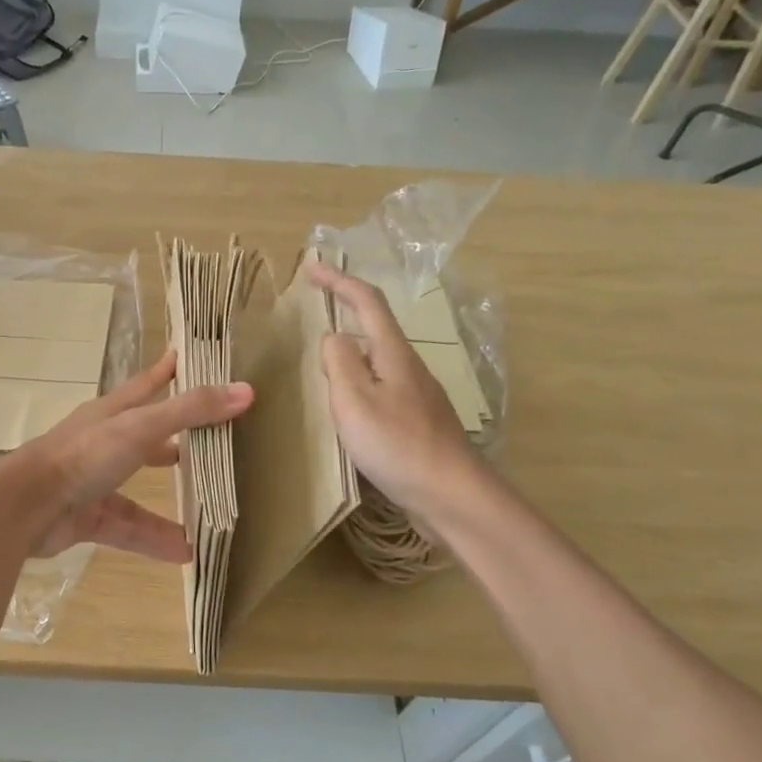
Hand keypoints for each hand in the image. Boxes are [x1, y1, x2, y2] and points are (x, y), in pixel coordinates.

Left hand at [0, 352, 252, 561]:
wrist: (25, 508)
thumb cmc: (82, 456)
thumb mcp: (140, 428)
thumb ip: (189, 412)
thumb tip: (245, 391)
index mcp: (111, 414)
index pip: (144, 385)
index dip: (165, 372)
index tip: (185, 357)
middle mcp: (101, 445)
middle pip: (144, 439)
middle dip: (173, 441)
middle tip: (209, 443)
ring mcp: (92, 483)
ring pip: (138, 492)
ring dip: (170, 502)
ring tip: (207, 512)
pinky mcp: (87, 518)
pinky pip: (128, 529)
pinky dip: (154, 540)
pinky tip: (185, 552)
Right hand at [307, 262, 482, 521]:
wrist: (451, 494)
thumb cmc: (397, 444)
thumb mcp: (355, 400)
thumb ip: (340, 362)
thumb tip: (334, 337)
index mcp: (393, 354)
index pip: (367, 301)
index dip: (339, 280)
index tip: (310, 267)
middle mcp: (408, 367)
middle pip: (374, 328)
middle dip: (344, 311)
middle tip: (310, 313)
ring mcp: (416, 395)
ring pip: (376, 360)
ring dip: (348, 351)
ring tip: (319, 361)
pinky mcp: (416, 421)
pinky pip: (380, 387)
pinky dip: (357, 382)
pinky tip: (346, 406)